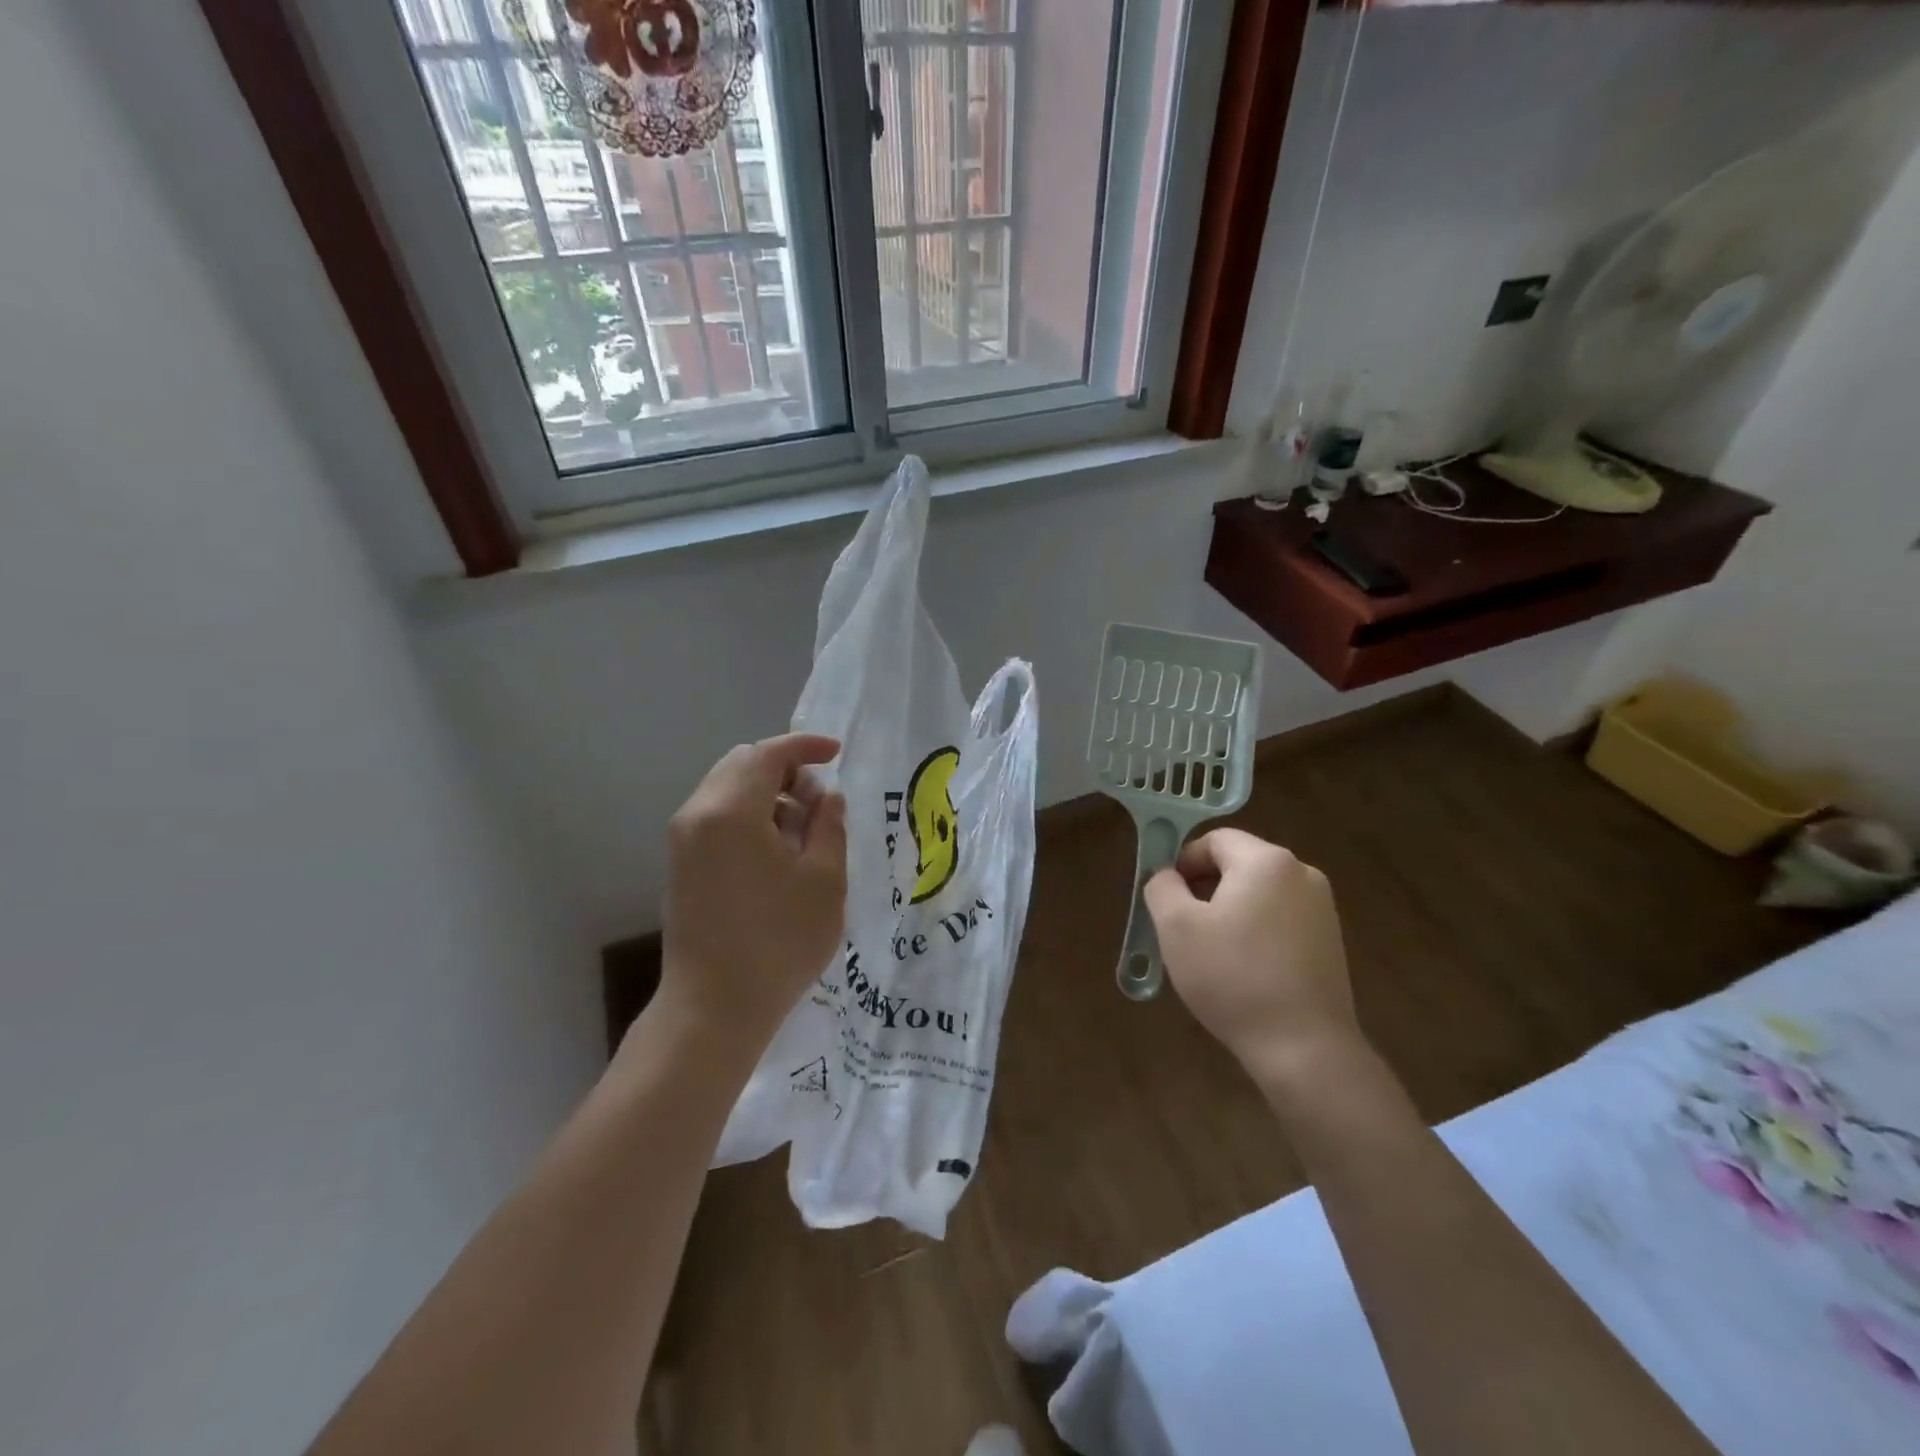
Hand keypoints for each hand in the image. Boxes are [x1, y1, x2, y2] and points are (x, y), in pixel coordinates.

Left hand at [657, 734, 847, 1055]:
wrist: (714, 1008)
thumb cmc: (779, 942)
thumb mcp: (825, 880)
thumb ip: (829, 826)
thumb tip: (827, 797)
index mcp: (731, 810)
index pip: (768, 754)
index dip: (806, 746)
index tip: (837, 753)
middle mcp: (698, 814)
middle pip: (742, 765)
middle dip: (786, 769)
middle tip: (821, 800)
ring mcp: (683, 841)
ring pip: (728, 790)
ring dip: (768, 794)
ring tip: (805, 830)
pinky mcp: (681, 865)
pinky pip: (717, 817)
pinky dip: (749, 815)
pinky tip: (777, 851)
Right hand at [1143, 829, 1361, 1087]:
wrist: (1304, 1048)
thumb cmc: (1232, 977)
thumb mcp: (1176, 927)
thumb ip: (1162, 887)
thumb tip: (1167, 876)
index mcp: (1266, 861)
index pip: (1214, 840)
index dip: (1183, 862)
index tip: (1168, 898)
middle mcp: (1301, 873)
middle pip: (1239, 864)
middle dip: (1205, 887)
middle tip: (1183, 926)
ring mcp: (1322, 908)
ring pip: (1260, 893)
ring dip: (1230, 910)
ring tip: (1212, 952)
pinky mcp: (1331, 941)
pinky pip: (1281, 918)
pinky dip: (1256, 931)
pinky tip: (1243, 970)